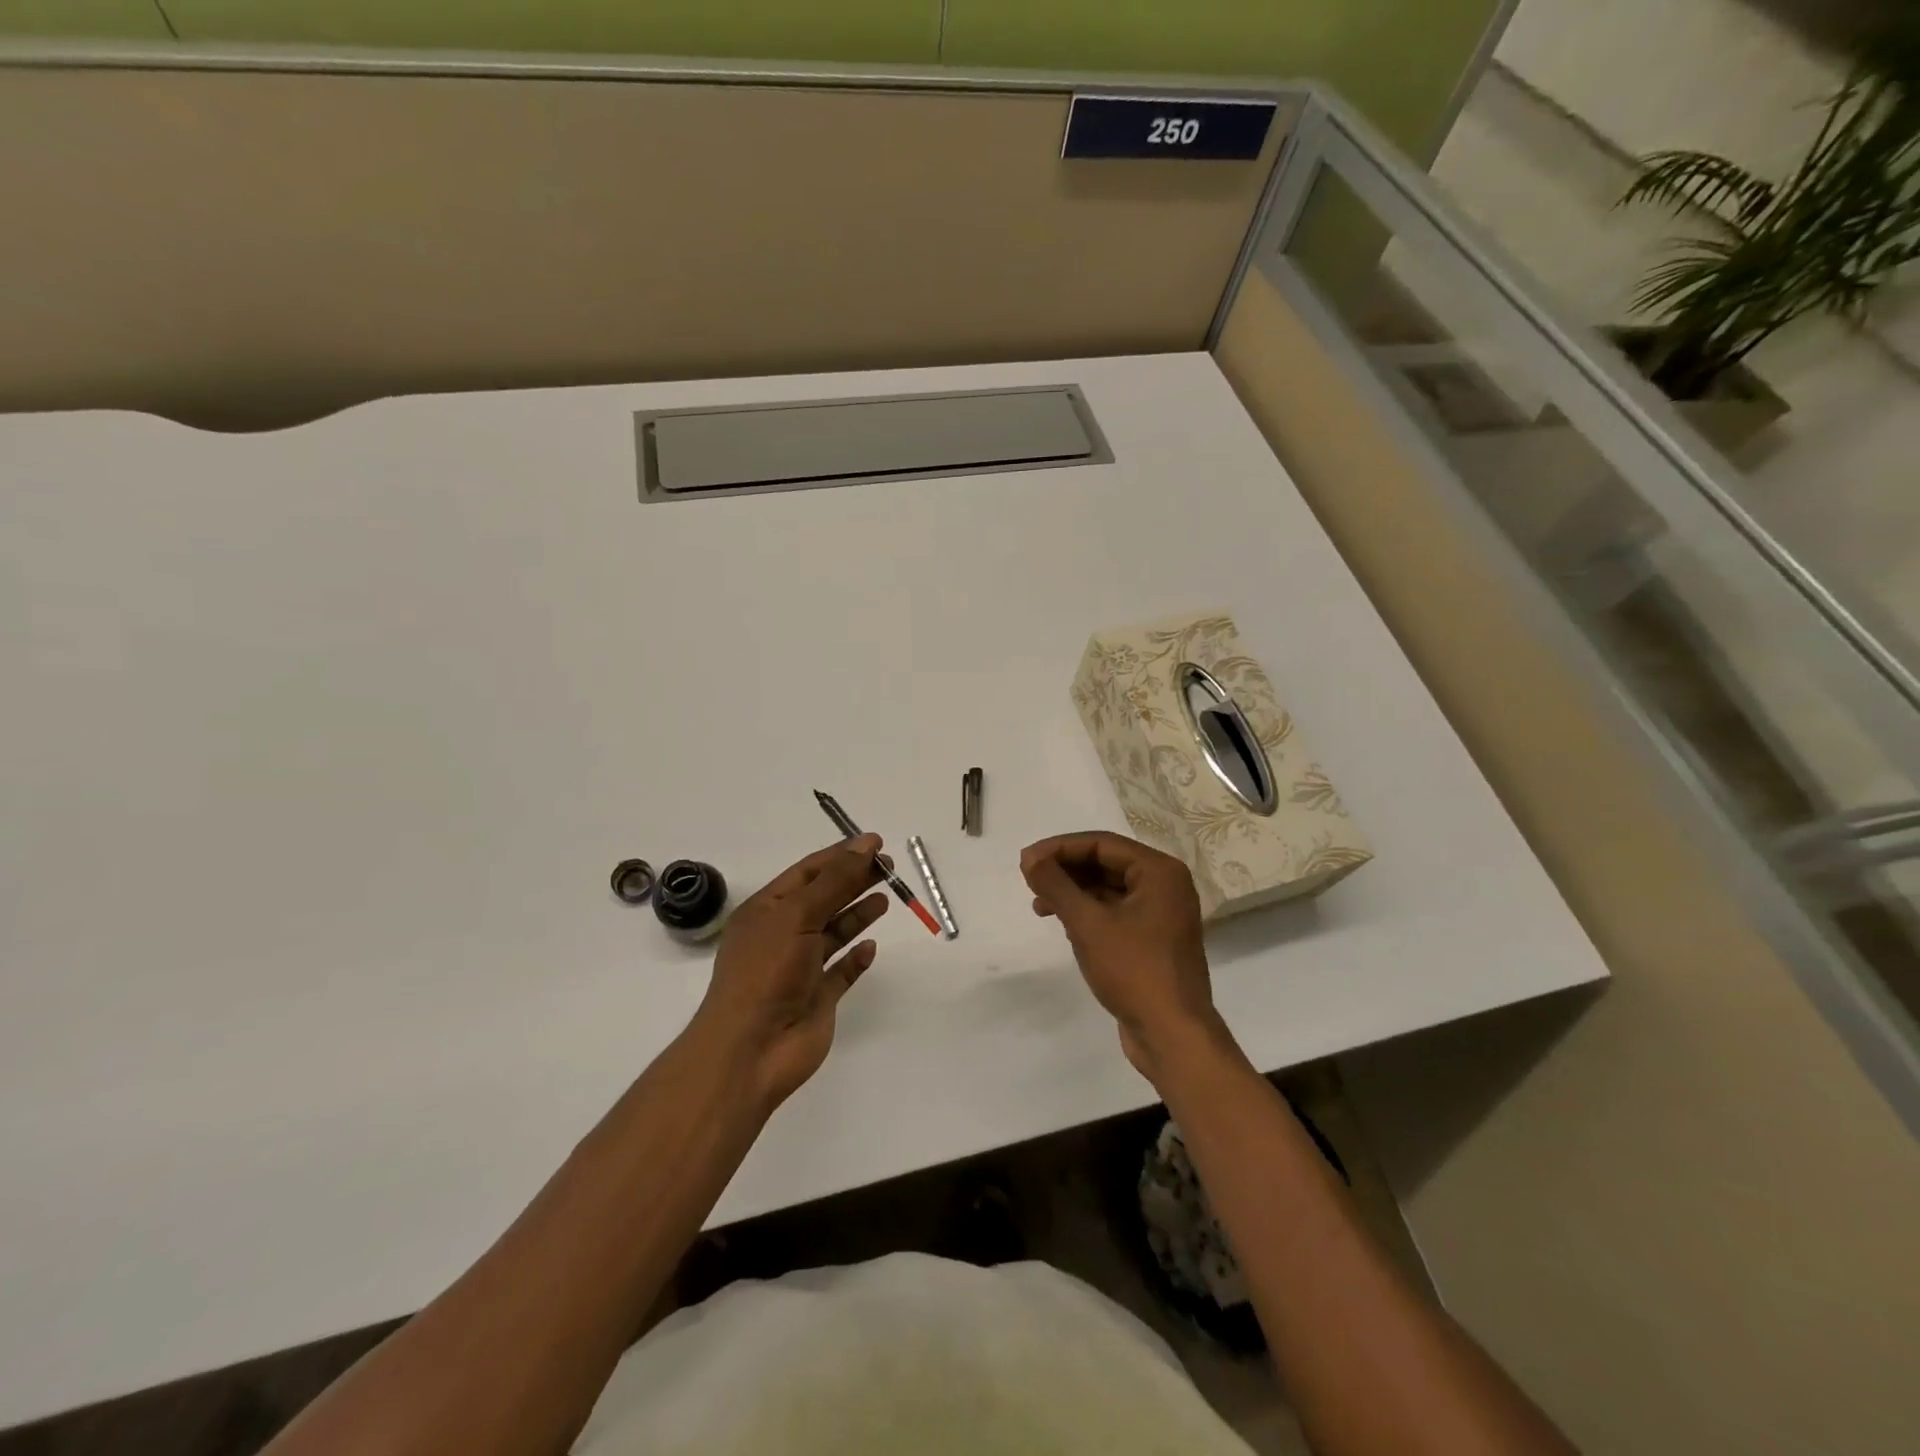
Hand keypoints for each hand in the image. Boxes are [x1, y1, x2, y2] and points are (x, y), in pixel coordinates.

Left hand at [690, 834, 887, 1111]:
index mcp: (767, 911)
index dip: (841, 855)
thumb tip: (866, 845)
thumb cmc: (767, 972)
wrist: (751, 1050)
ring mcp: (800, 968)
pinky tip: (872, 947)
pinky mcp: (817, 998)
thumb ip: (835, 880)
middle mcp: (782, 935)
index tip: (875, 844)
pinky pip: (842, 971)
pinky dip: (857, 958)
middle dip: (854, 880)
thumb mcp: (798, 915)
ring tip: (887, 898)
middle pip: (825, 898)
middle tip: (890, 867)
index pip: (808, 873)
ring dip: (858, 914)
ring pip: (834, 933)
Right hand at [1020, 831, 1226, 1080]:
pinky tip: (1064, 924)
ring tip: (1039, 906)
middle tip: (1029, 880)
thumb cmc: (1133, 970)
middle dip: (1066, 870)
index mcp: (1159, 872)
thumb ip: (1056, 885)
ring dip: (1073, 893)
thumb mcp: (1088, 924)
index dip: (1060, 848)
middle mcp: (1165, 885)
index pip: (1102, 844)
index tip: (1026, 861)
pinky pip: (1115, 911)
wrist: (1172, 1035)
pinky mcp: (1153, 939)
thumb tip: (1029, 858)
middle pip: (1106, 863)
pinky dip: (1088, 913)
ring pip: (1109, 889)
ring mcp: (1161, 914)